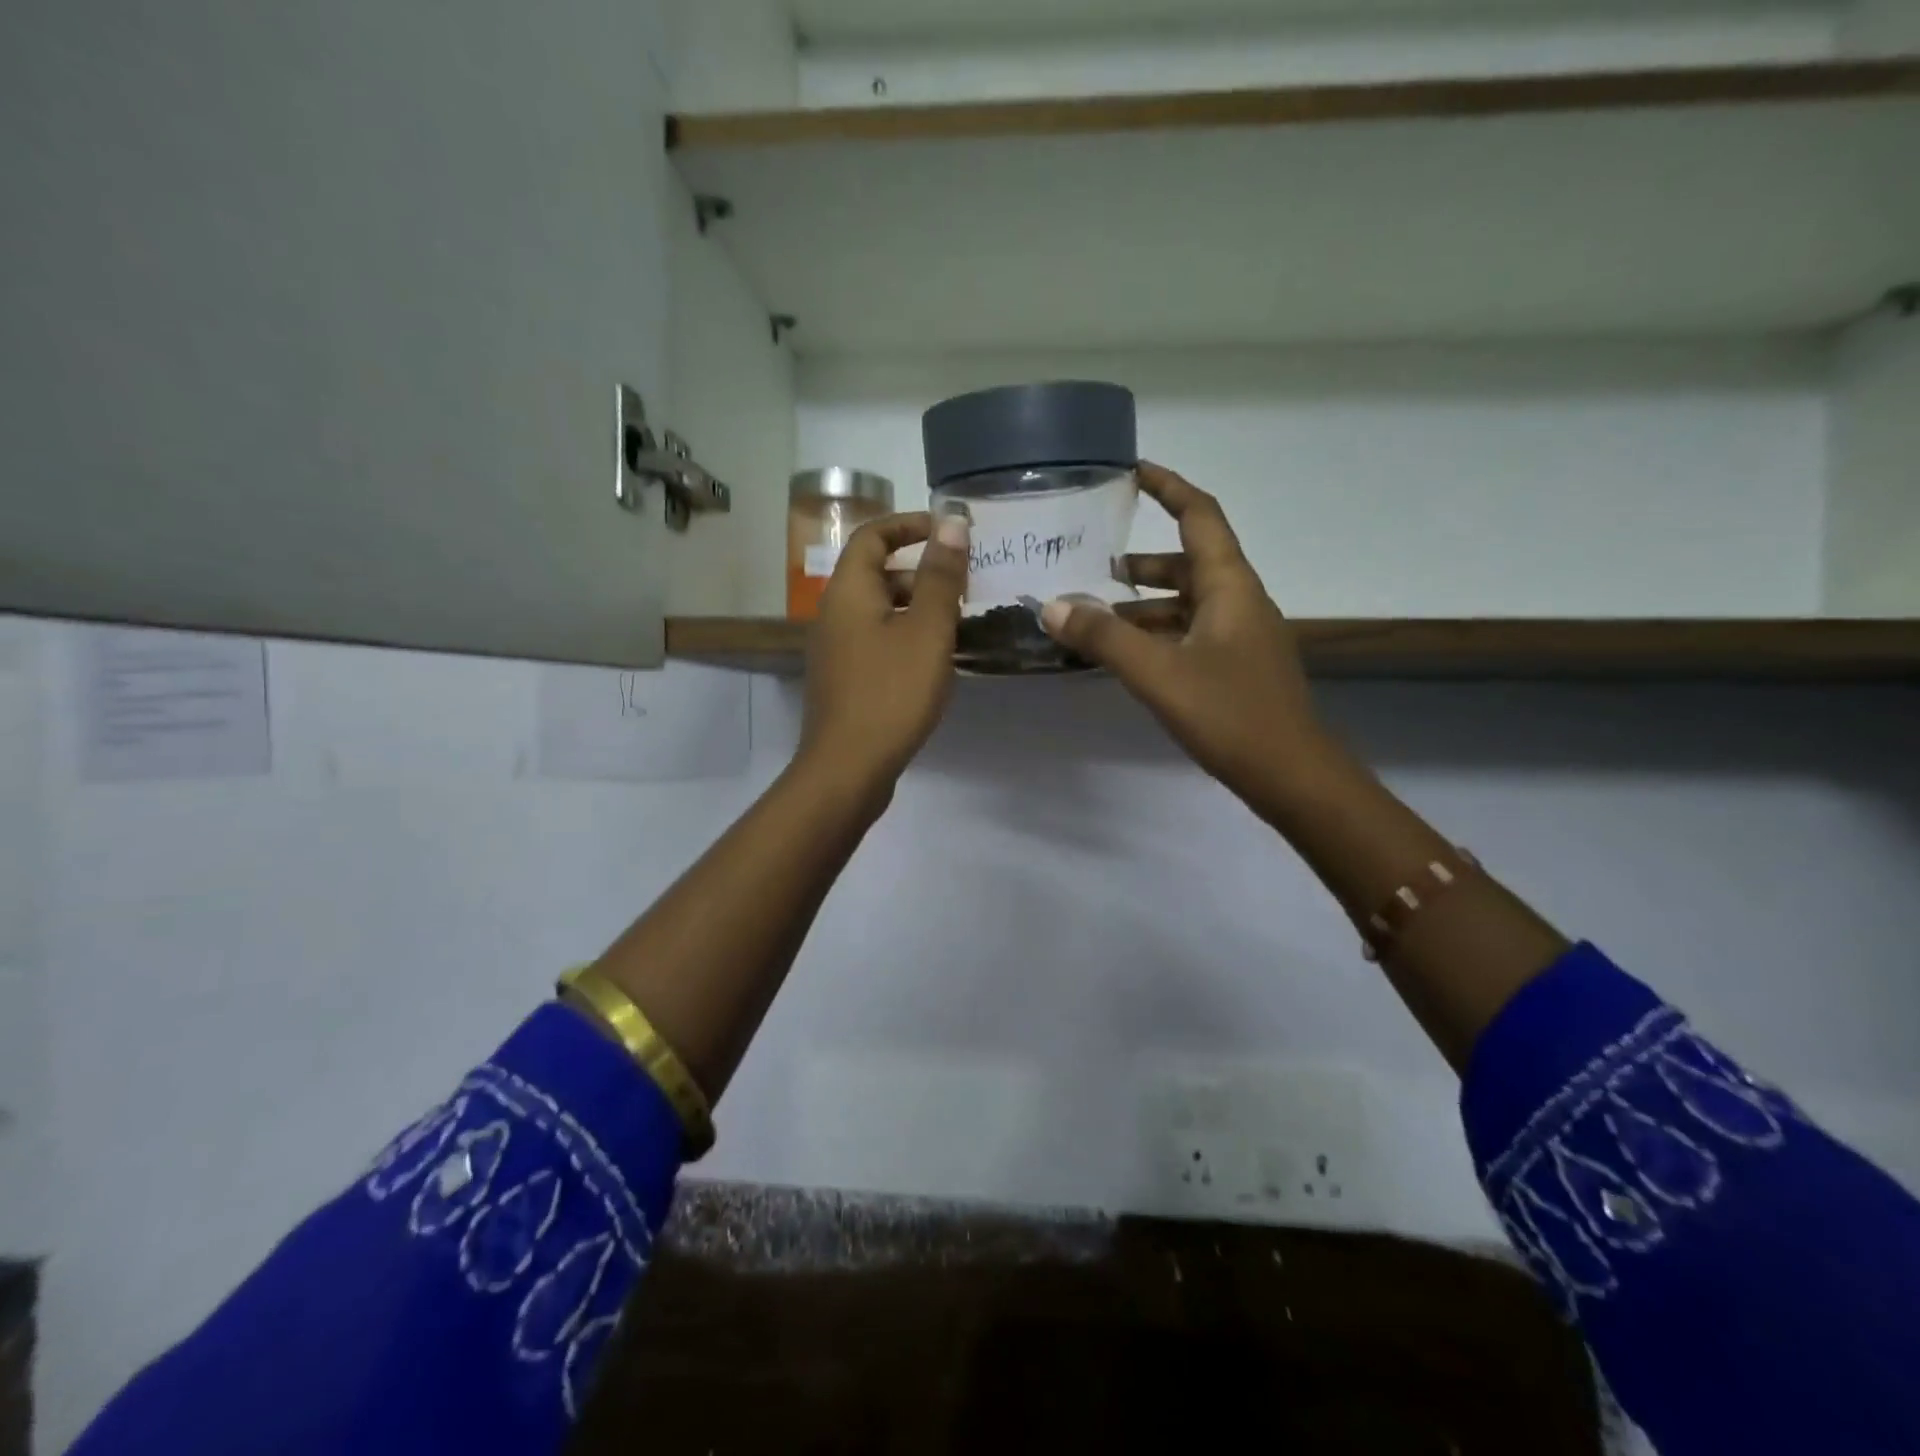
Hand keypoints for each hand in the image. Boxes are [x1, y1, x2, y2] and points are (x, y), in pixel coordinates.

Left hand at [797, 509, 968, 798]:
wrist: (848, 768)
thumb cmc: (891, 693)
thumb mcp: (928, 631)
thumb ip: (942, 576)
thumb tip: (952, 522)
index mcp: (849, 591)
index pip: (873, 536)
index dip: (909, 524)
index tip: (948, 531)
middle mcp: (834, 613)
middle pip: (877, 574)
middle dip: (921, 572)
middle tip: (964, 586)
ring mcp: (836, 650)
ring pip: (880, 612)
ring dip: (917, 608)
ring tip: (959, 625)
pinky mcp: (845, 680)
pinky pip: (877, 642)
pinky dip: (906, 638)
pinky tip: (935, 662)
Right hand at [1040, 462, 1330, 818]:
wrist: (1290, 775)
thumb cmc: (1230, 714)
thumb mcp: (1158, 673)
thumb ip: (1104, 638)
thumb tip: (1052, 606)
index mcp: (1229, 586)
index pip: (1199, 516)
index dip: (1168, 487)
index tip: (1132, 471)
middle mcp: (1237, 601)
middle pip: (1187, 561)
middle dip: (1140, 558)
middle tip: (1091, 559)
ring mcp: (1238, 637)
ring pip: (1184, 603)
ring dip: (1141, 603)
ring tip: (1091, 612)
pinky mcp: (1233, 668)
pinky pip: (1187, 635)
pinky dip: (1153, 635)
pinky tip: (1121, 655)